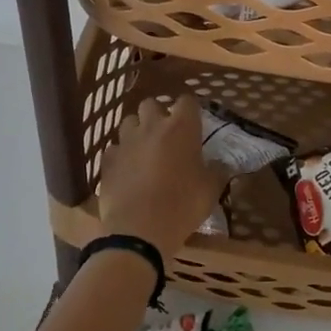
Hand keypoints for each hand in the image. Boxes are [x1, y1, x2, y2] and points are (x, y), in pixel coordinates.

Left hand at [96, 96, 231, 254]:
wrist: (140, 230)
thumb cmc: (182, 205)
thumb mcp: (211, 190)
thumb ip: (217, 171)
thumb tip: (222, 164)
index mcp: (181, 128)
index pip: (187, 101)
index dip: (190, 110)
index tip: (193, 122)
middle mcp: (152, 127)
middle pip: (151, 103)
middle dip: (158, 114)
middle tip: (166, 134)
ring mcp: (126, 142)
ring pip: (129, 122)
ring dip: (137, 131)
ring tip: (144, 149)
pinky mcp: (108, 160)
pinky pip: (114, 148)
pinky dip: (121, 155)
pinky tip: (127, 170)